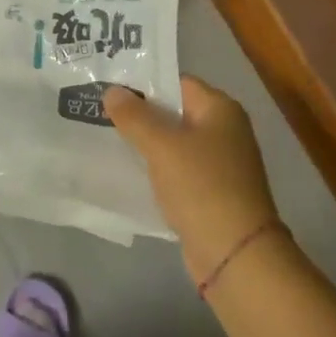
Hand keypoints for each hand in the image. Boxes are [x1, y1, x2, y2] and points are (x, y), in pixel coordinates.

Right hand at [105, 76, 279, 285]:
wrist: (235, 254)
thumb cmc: (201, 187)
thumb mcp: (161, 145)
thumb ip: (134, 116)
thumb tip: (112, 90)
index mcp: (220, 109)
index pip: (176, 82)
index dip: (143, 82)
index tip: (109, 86)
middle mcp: (224, 130)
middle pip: (175, 111)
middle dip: (140, 113)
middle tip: (100, 110)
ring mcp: (220, 163)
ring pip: (174, 143)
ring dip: (146, 143)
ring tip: (106, 137)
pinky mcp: (212, 192)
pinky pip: (177, 170)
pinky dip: (156, 169)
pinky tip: (129, 171)